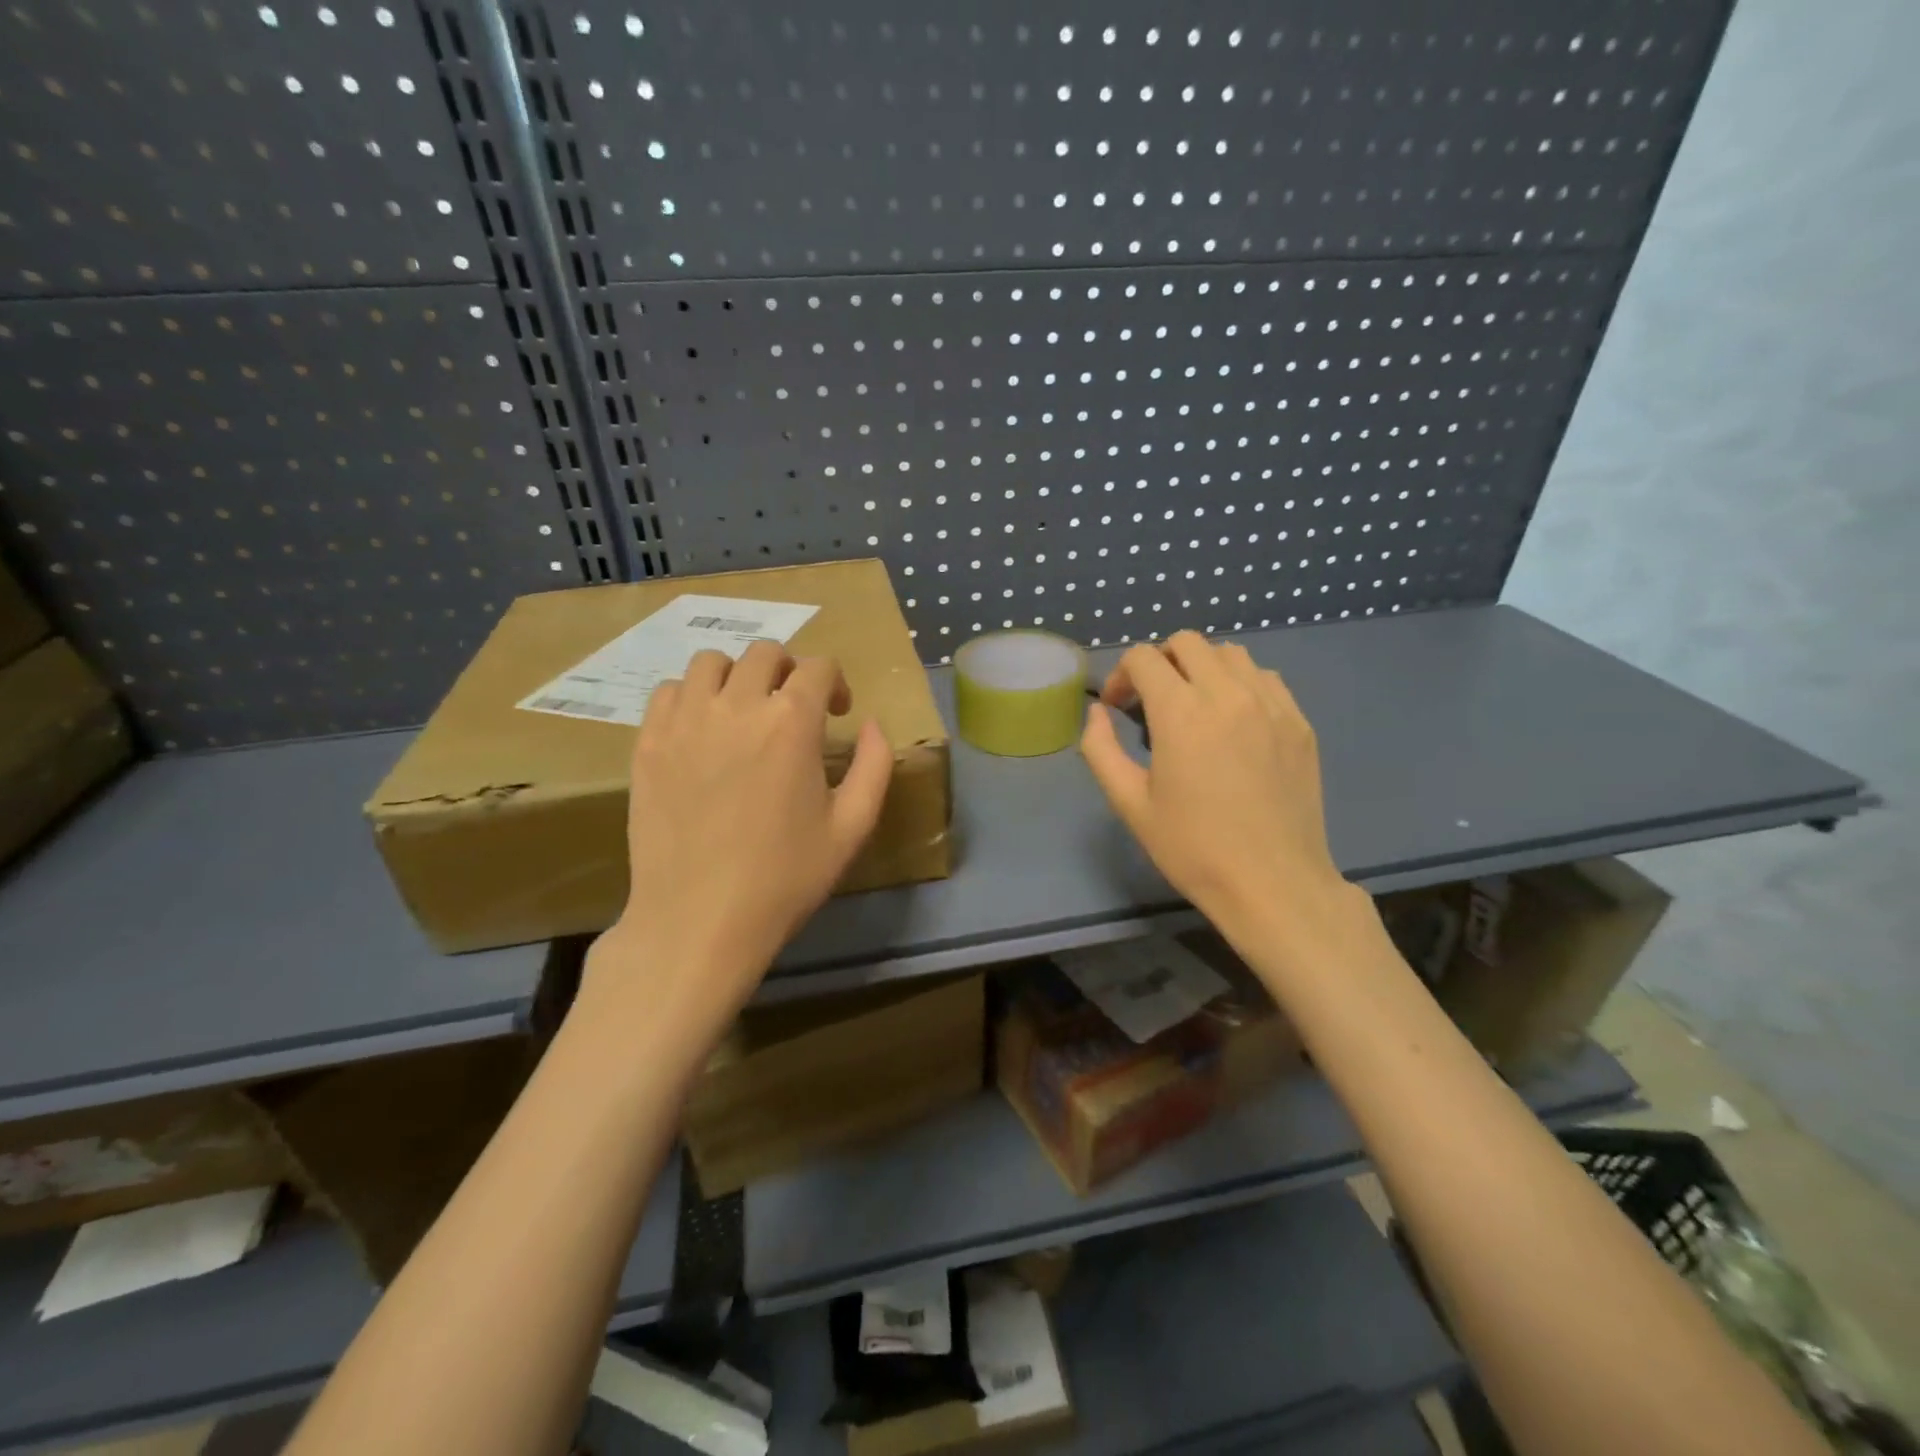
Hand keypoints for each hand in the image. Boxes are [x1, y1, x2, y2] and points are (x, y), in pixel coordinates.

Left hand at [592, 641, 893, 1036]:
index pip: (819, 667)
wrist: (700, 919)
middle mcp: (737, 706)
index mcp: (792, 722)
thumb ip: (875, 765)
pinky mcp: (648, 743)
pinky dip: (693, 697)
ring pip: (711, 662)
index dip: (836, 684)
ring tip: (743, 712)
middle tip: (793, 711)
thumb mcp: (853, 827)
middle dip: (789, 672)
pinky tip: (703, 731)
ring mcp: (685, 721)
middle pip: (765, 653)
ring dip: (737, 676)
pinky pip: (670, 692)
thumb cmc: (785, 877)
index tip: (838, 713)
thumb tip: (873, 724)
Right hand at [1079, 631, 1361, 953]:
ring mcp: (1271, 705)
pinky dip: (1240, 683)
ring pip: (1230, 653)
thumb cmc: (1193, 848)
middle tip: (1151, 701)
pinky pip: (1265, 678)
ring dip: (1201, 667)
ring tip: (1193, 705)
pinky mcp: (1298, 722)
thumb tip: (1096, 713)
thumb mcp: (1130, 804)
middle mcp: (1228, 694)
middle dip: (1159, 662)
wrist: (1272, 884)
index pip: (1144, 658)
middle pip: (1187, 642)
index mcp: (1181, 713)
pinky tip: (1233, 720)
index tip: (1117, 707)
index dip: (1120, 675)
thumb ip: (1101, 749)